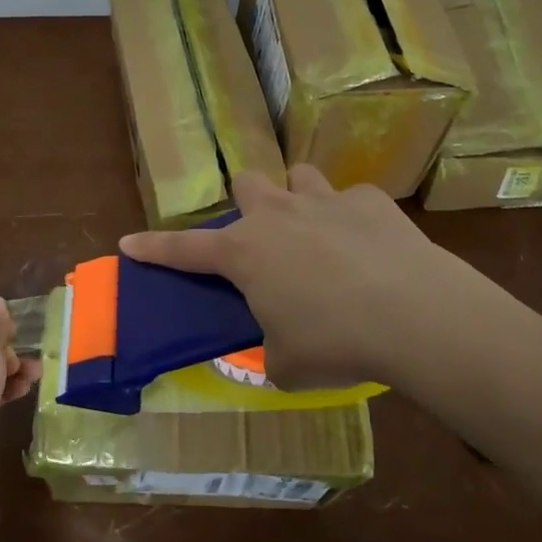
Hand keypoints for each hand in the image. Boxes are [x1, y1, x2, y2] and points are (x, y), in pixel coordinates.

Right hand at [119, 166, 483, 389]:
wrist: (413, 314)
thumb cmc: (335, 343)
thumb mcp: (287, 364)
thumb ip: (271, 351)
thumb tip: (279, 347)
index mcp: (246, 253)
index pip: (184, 248)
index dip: (153, 247)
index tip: (129, 242)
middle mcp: (278, 214)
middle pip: (246, 184)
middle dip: (249, 205)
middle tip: (265, 237)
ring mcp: (325, 200)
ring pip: (298, 177)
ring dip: (300, 200)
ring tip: (317, 232)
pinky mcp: (370, 200)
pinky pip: (351, 200)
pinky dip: (352, 220)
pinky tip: (371, 249)